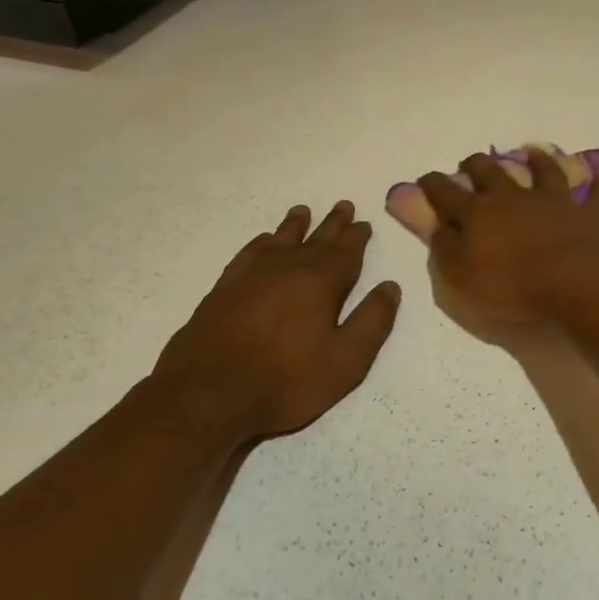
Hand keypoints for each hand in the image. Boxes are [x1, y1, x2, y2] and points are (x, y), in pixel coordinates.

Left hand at [152, 201, 400, 437]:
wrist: (208, 394)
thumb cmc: (287, 380)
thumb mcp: (346, 360)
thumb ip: (372, 321)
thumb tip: (390, 287)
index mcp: (320, 281)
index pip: (345, 251)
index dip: (357, 237)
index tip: (364, 222)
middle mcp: (286, 268)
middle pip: (314, 239)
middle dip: (331, 224)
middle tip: (342, 206)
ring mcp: (250, 276)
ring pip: (279, 241)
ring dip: (294, 226)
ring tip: (302, 211)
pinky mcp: (223, 290)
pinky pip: (248, 254)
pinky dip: (260, 244)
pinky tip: (263, 243)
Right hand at [418, 150, 598, 326]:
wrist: (574, 282)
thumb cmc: (512, 284)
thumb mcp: (461, 276)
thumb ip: (446, 250)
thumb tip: (439, 228)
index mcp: (479, 214)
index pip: (447, 194)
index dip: (434, 185)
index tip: (426, 179)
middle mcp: (514, 198)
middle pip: (491, 173)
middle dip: (477, 165)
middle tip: (472, 161)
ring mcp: (554, 202)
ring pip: (544, 173)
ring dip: (537, 162)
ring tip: (533, 153)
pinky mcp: (588, 214)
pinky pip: (597, 195)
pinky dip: (598, 185)